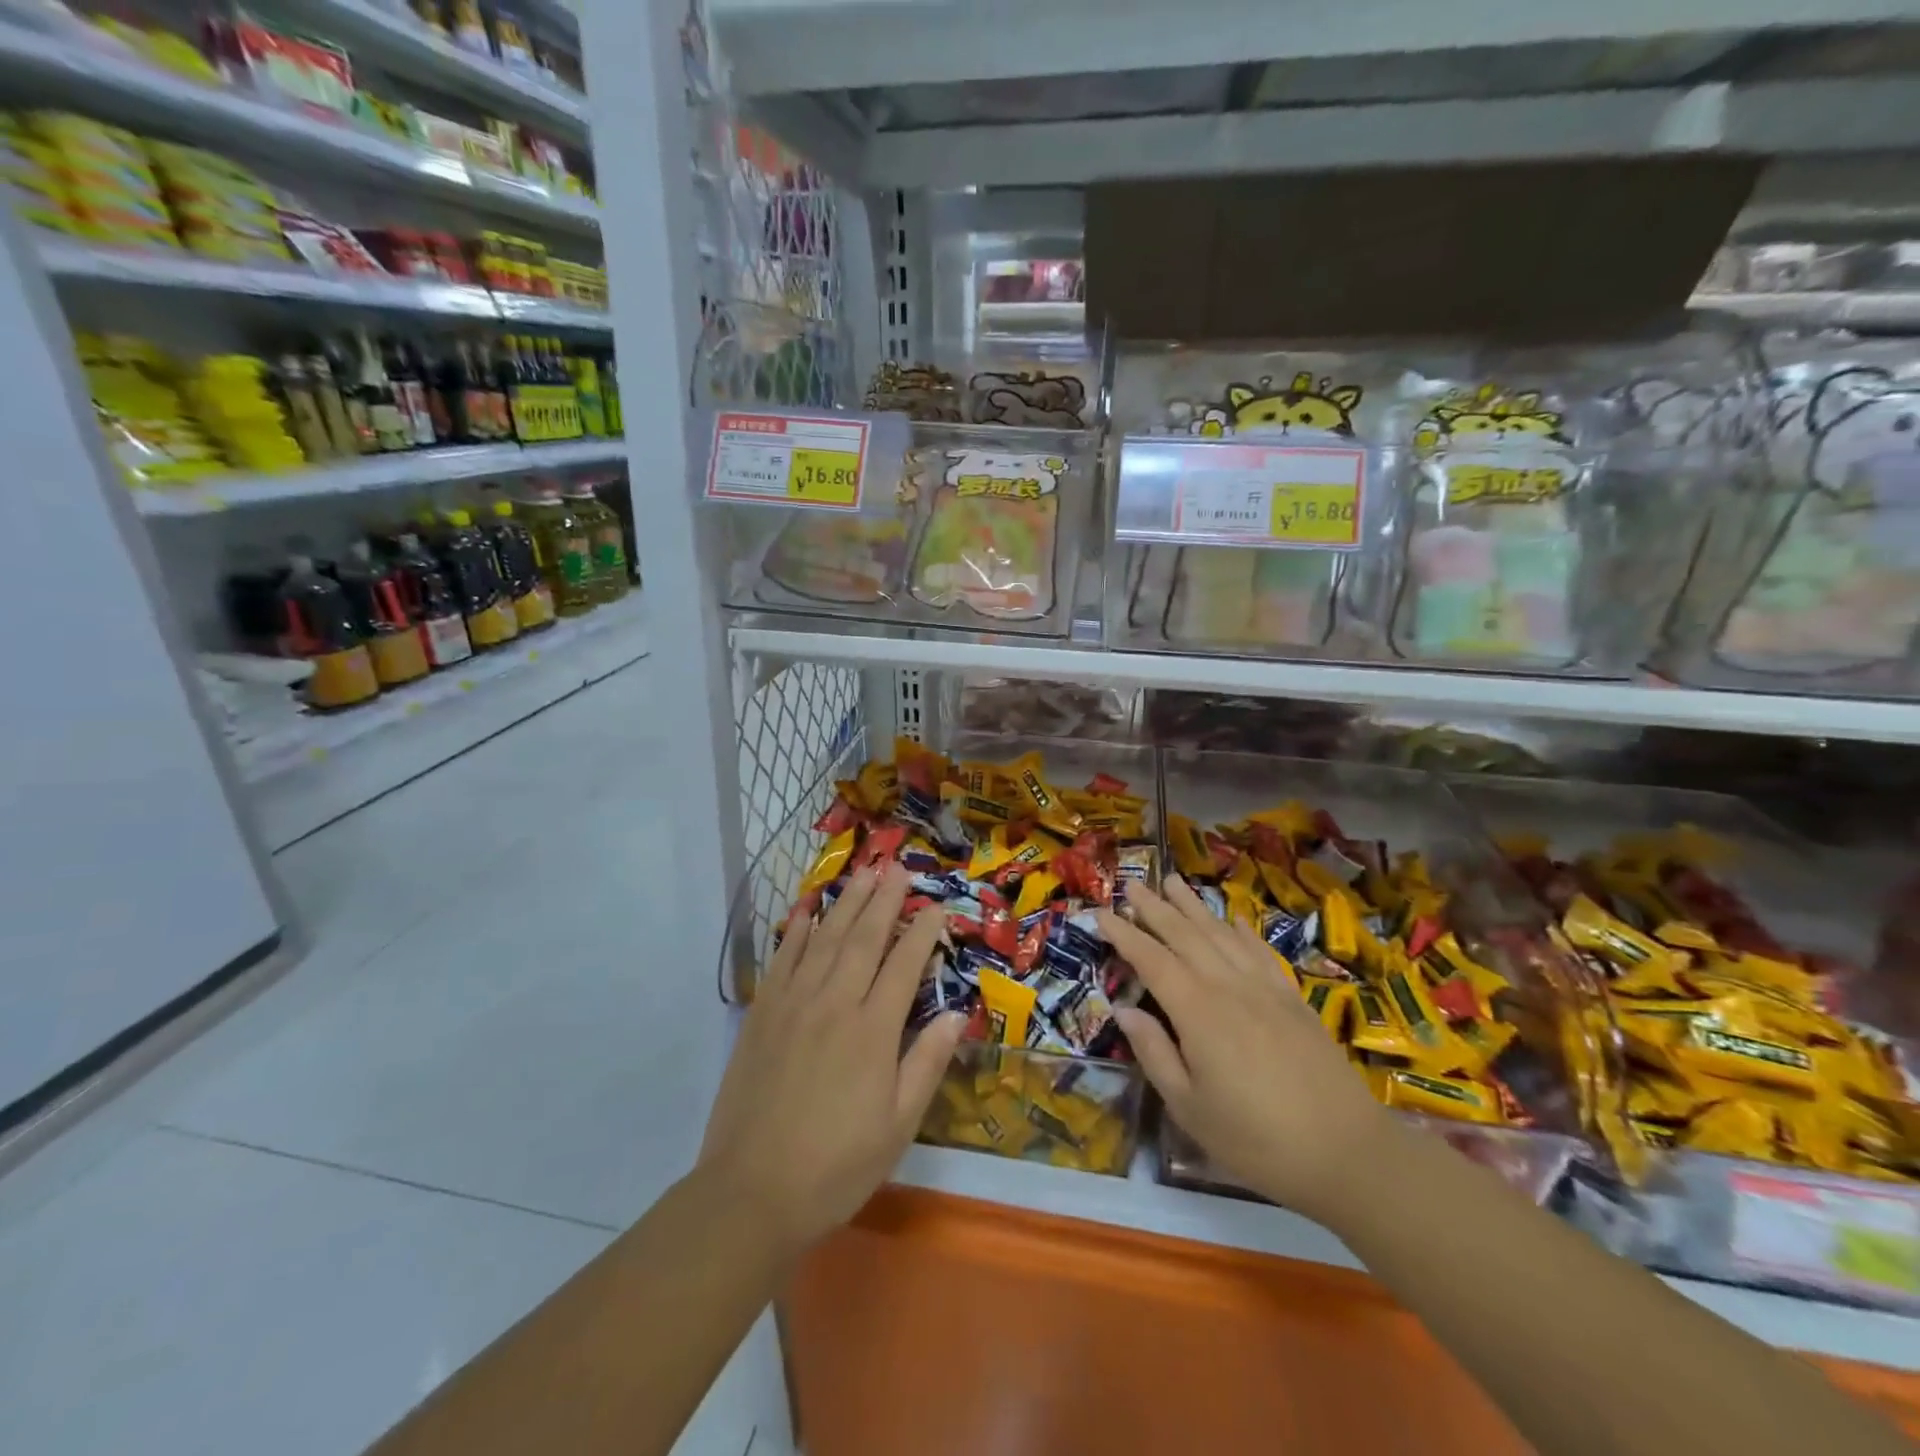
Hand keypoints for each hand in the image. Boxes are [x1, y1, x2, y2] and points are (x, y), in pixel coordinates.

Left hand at [698, 863, 965, 1256]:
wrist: (750, 1192)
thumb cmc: (836, 1165)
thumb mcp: (898, 1125)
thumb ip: (927, 1063)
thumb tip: (959, 1014)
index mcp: (873, 1030)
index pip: (904, 964)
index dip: (923, 932)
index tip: (937, 906)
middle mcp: (834, 1003)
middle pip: (864, 938)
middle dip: (885, 900)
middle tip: (898, 868)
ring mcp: (793, 1003)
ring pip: (825, 938)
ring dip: (847, 902)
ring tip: (864, 873)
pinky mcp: (762, 1013)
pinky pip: (784, 958)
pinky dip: (798, 929)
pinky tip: (808, 909)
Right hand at [1097, 877, 1392, 1222]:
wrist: (1348, 1153)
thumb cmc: (1257, 1140)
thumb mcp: (1190, 1108)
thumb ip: (1155, 1053)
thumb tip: (1124, 1009)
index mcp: (1198, 1012)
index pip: (1152, 960)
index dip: (1124, 934)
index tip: (1100, 912)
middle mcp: (1229, 987)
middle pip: (1185, 936)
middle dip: (1155, 908)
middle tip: (1132, 883)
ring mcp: (1265, 989)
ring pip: (1222, 934)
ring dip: (1194, 906)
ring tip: (1174, 881)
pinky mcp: (1293, 999)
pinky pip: (1260, 952)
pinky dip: (1242, 930)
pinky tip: (1233, 919)